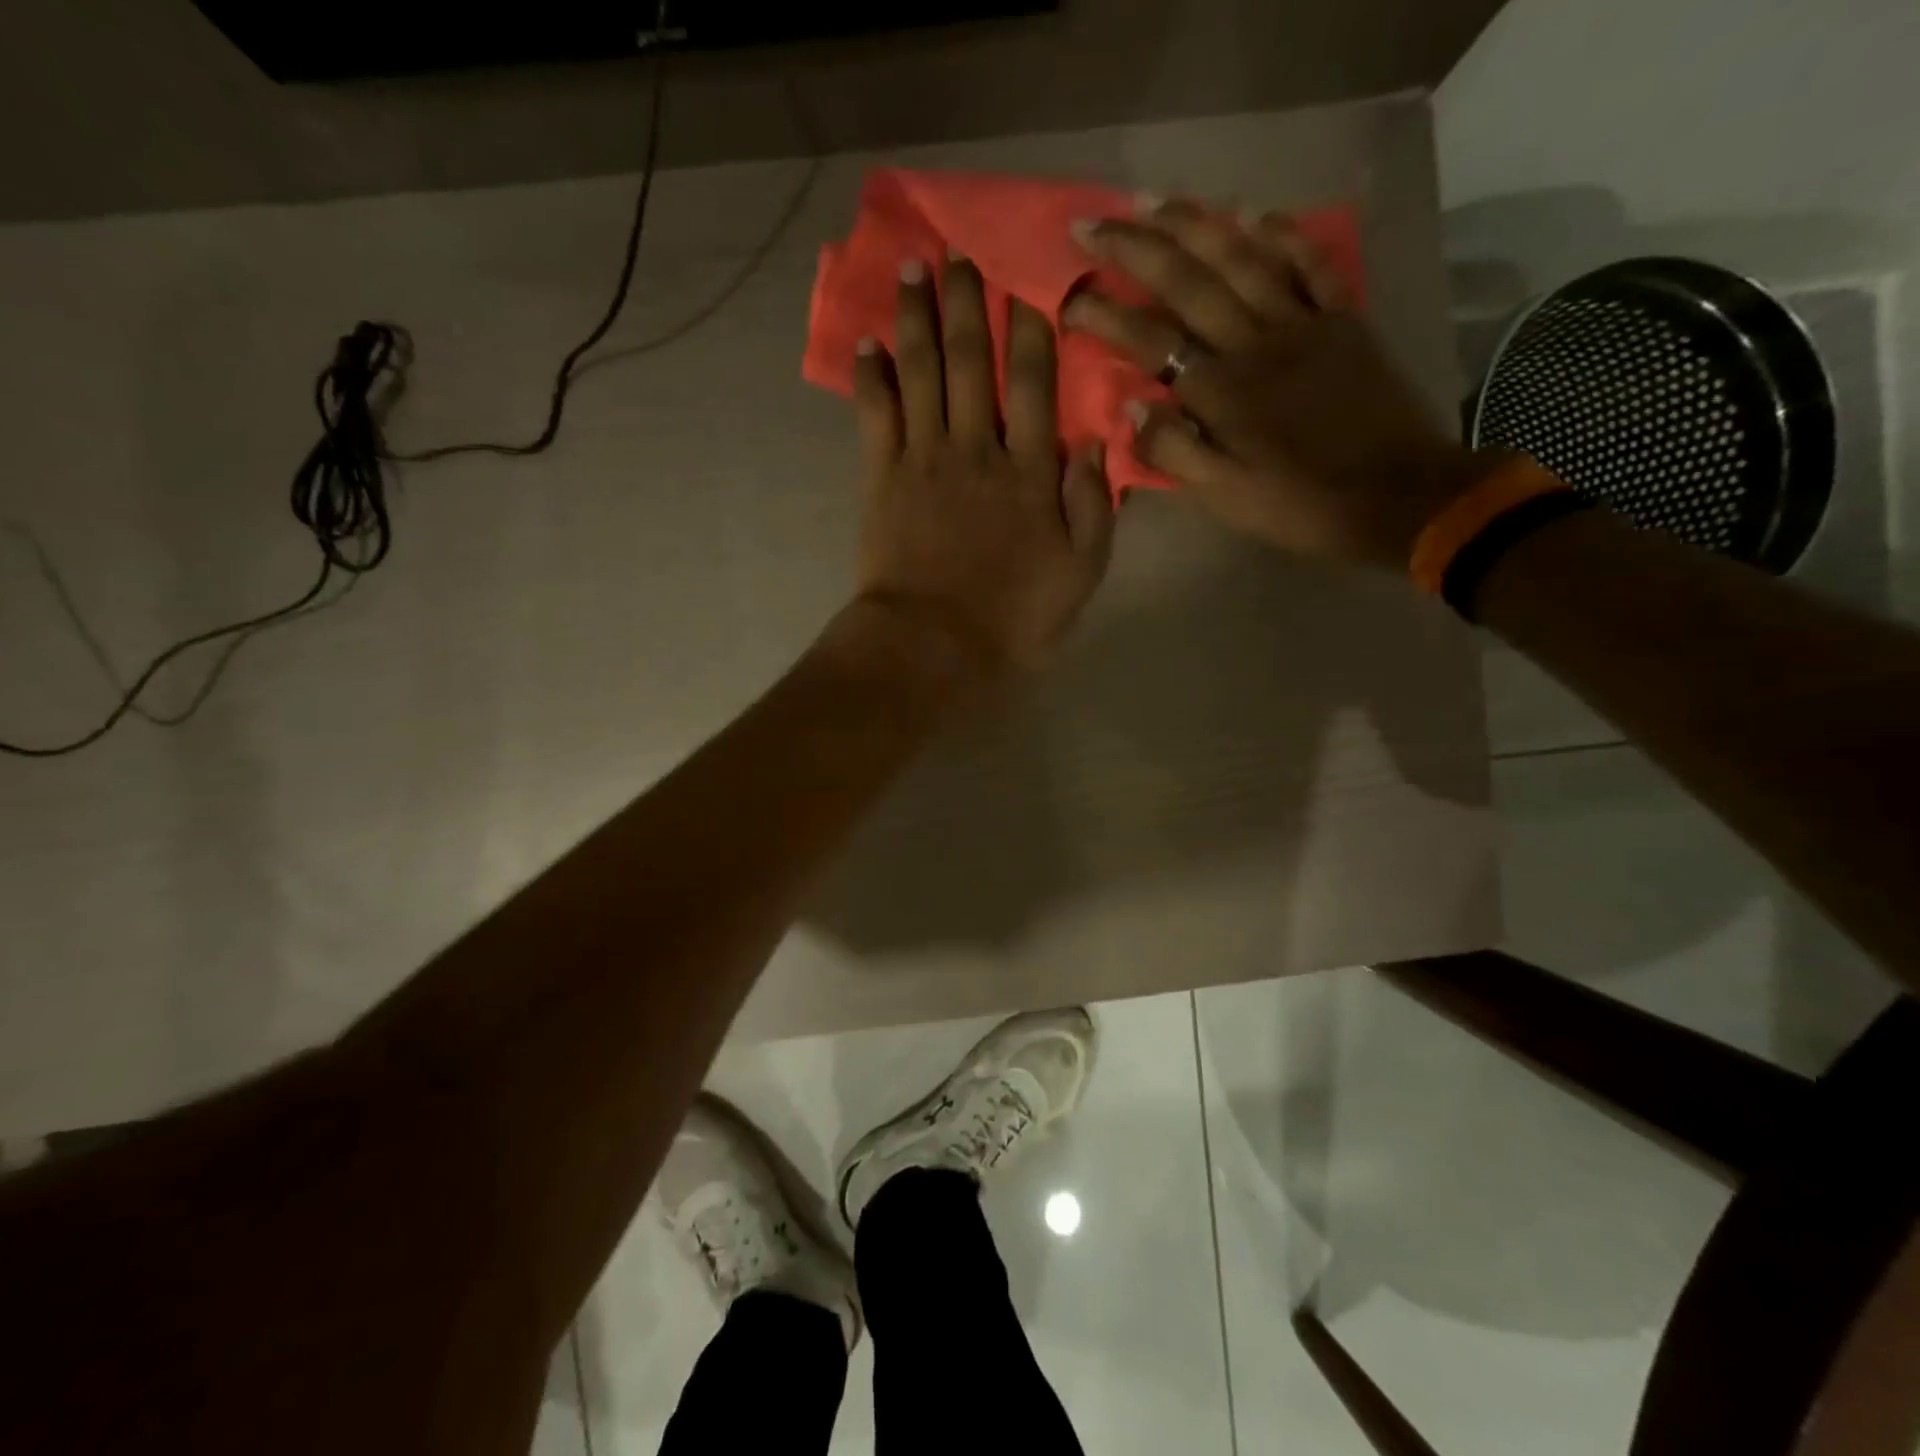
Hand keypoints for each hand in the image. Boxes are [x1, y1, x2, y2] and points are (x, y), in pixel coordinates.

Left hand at [852, 255, 1114, 675]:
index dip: (1034, 330)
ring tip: (912, 268)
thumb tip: (1092, 441)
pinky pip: (876, 414)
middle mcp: (978, 449)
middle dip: (968, 302)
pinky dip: (872, 376)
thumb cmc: (1013, 619)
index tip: (1031, 282)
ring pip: (923, 373)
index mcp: (1031, 473)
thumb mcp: (1080, 574)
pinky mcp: (882, 479)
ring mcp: (925, 460)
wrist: (933, 646)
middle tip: (958, 250)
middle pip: (973, 362)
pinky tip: (868, 342)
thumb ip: (1093, 507)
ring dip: (917, 318)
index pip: (1037, 385)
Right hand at [1063, 200, 1492, 570]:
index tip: (1068, 297)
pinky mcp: (1345, 322)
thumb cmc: (1300, 505)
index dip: (1104, 315)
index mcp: (1221, 392)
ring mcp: (1304, 324)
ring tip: (1156, 200)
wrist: (1397, 497)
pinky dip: (1283, 235)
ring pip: (1243, 258)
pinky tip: (1256, 214)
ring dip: (1196, 224)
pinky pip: (1312, 264)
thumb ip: (1173, 453)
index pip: (1150, 340)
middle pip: (1188, 282)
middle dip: (1135, 249)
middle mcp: (1256, 343)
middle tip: (1094, 223)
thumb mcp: (1225, 498)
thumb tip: (1129, 410)